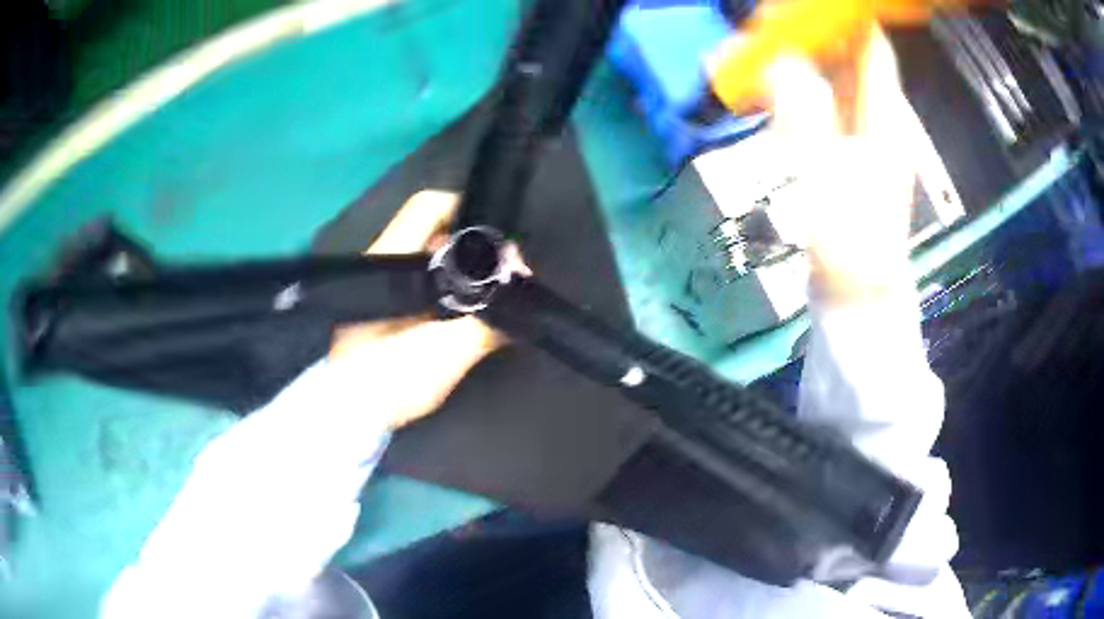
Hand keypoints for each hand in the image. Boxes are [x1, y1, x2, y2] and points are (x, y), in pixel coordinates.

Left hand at [329, 190, 502, 428]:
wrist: (348, 419)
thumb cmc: (386, 381)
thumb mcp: (439, 355)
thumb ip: (483, 325)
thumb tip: (521, 297)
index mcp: (388, 259)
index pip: (428, 207)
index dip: (468, 210)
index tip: (501, 237)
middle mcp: (384, 263)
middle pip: (438, 234)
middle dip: (477, 249)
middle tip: (509, 275)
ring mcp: (385, 287)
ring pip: (435, 262)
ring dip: (469, 273)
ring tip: (500, 297)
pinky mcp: (389, 311)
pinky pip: (430, 287)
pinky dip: (455, 293)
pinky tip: (475, 315)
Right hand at [763, 27, 919, 303]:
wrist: (860, 297)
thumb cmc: (851, 243)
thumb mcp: (825, 175)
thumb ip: (801, 112)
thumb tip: (778, 60)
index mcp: (885, 117)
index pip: (871, 46)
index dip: (841, 18)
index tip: (796, 9)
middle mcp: (879, 117)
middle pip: (850, 56)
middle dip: (809, 34)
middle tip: (762, 30)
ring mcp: (864, 136)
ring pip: (834, 78)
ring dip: (798, 59)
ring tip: (757, 53)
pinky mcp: (847, 153)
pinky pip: (824, 104)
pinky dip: (797, 89)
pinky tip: (770, 90)